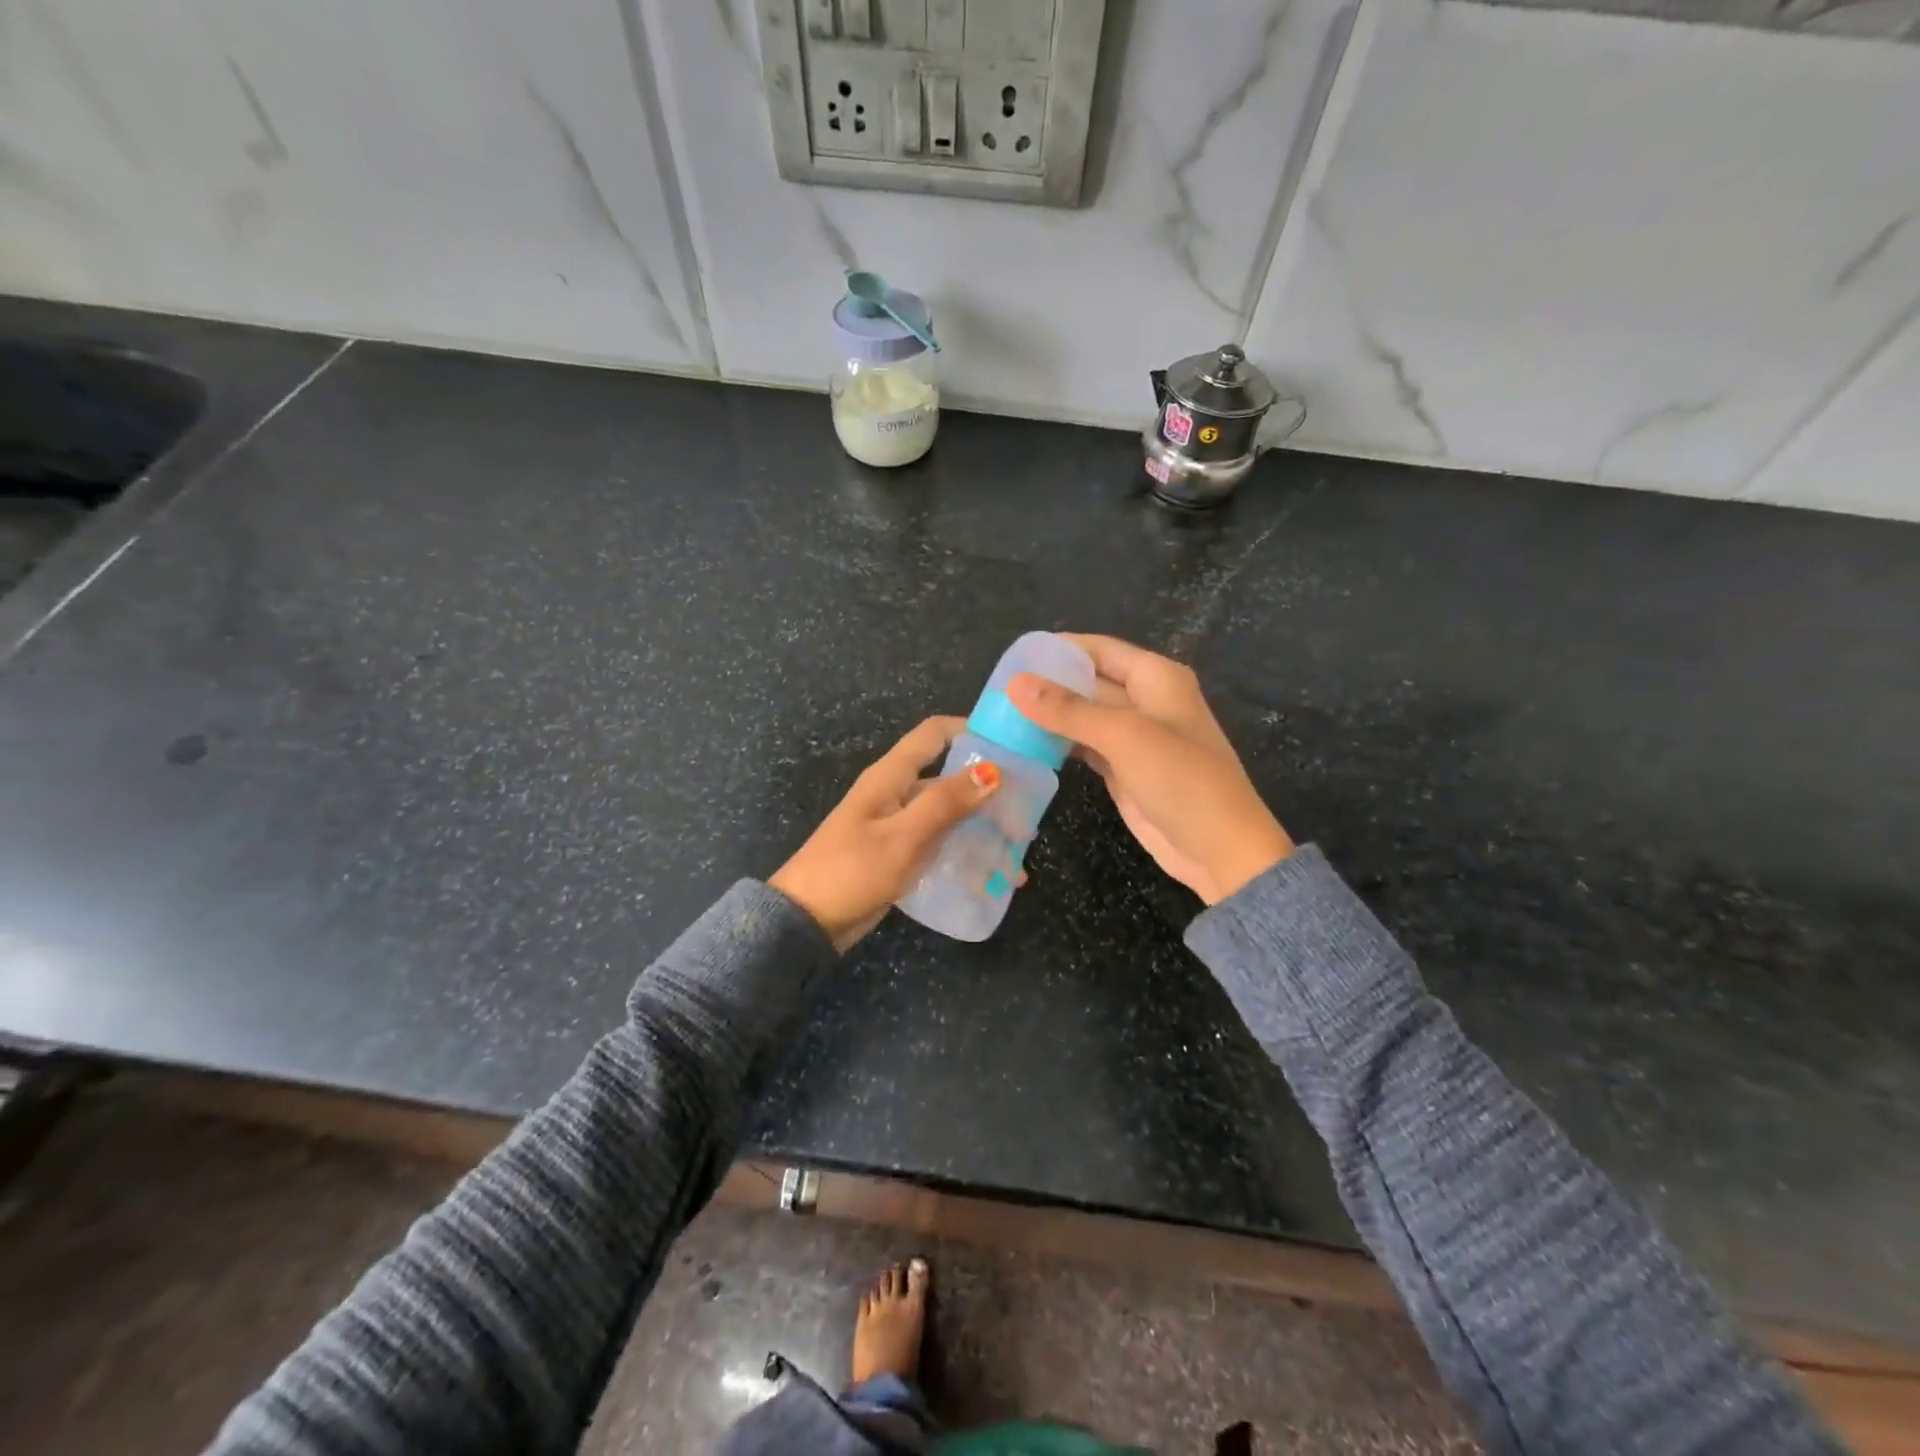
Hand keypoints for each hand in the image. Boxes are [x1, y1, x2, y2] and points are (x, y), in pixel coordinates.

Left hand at [771, 716, 1003, 951]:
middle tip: (1026, 815)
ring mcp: (898, 824)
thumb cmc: (852, 871)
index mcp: (891, 776)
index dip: (971, 729)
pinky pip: (940, 843)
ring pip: (949, 814)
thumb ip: (946, 804)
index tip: (1012, 744)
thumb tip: (992, 771)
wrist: (806, 921)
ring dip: (982, 828)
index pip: (935, 734)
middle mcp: (897, 793)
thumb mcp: (903, 837)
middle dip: (988, 792)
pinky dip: (966, 853)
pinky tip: (992, 877)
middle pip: (950, 778)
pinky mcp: (899, 853)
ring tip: (1016, 854)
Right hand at [1007, 635, 1292, 904]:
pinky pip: (1083, 746)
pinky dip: (1057, 744)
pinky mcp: (1121, 768)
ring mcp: (1132, 736)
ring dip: (1048, 716)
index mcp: (1155, 677)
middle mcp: (1144, 700)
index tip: (1011, 658)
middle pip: (1087, 682)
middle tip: (994, 693)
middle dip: (1046, 685)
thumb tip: (1016, 683)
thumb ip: (1068, 709)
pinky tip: (1023, 744)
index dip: (1057, 650)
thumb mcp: (1124, 737)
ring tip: (999, 716)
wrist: (1219, 850)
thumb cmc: (1181, 780)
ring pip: (1081, 716)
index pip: (1097, 649)